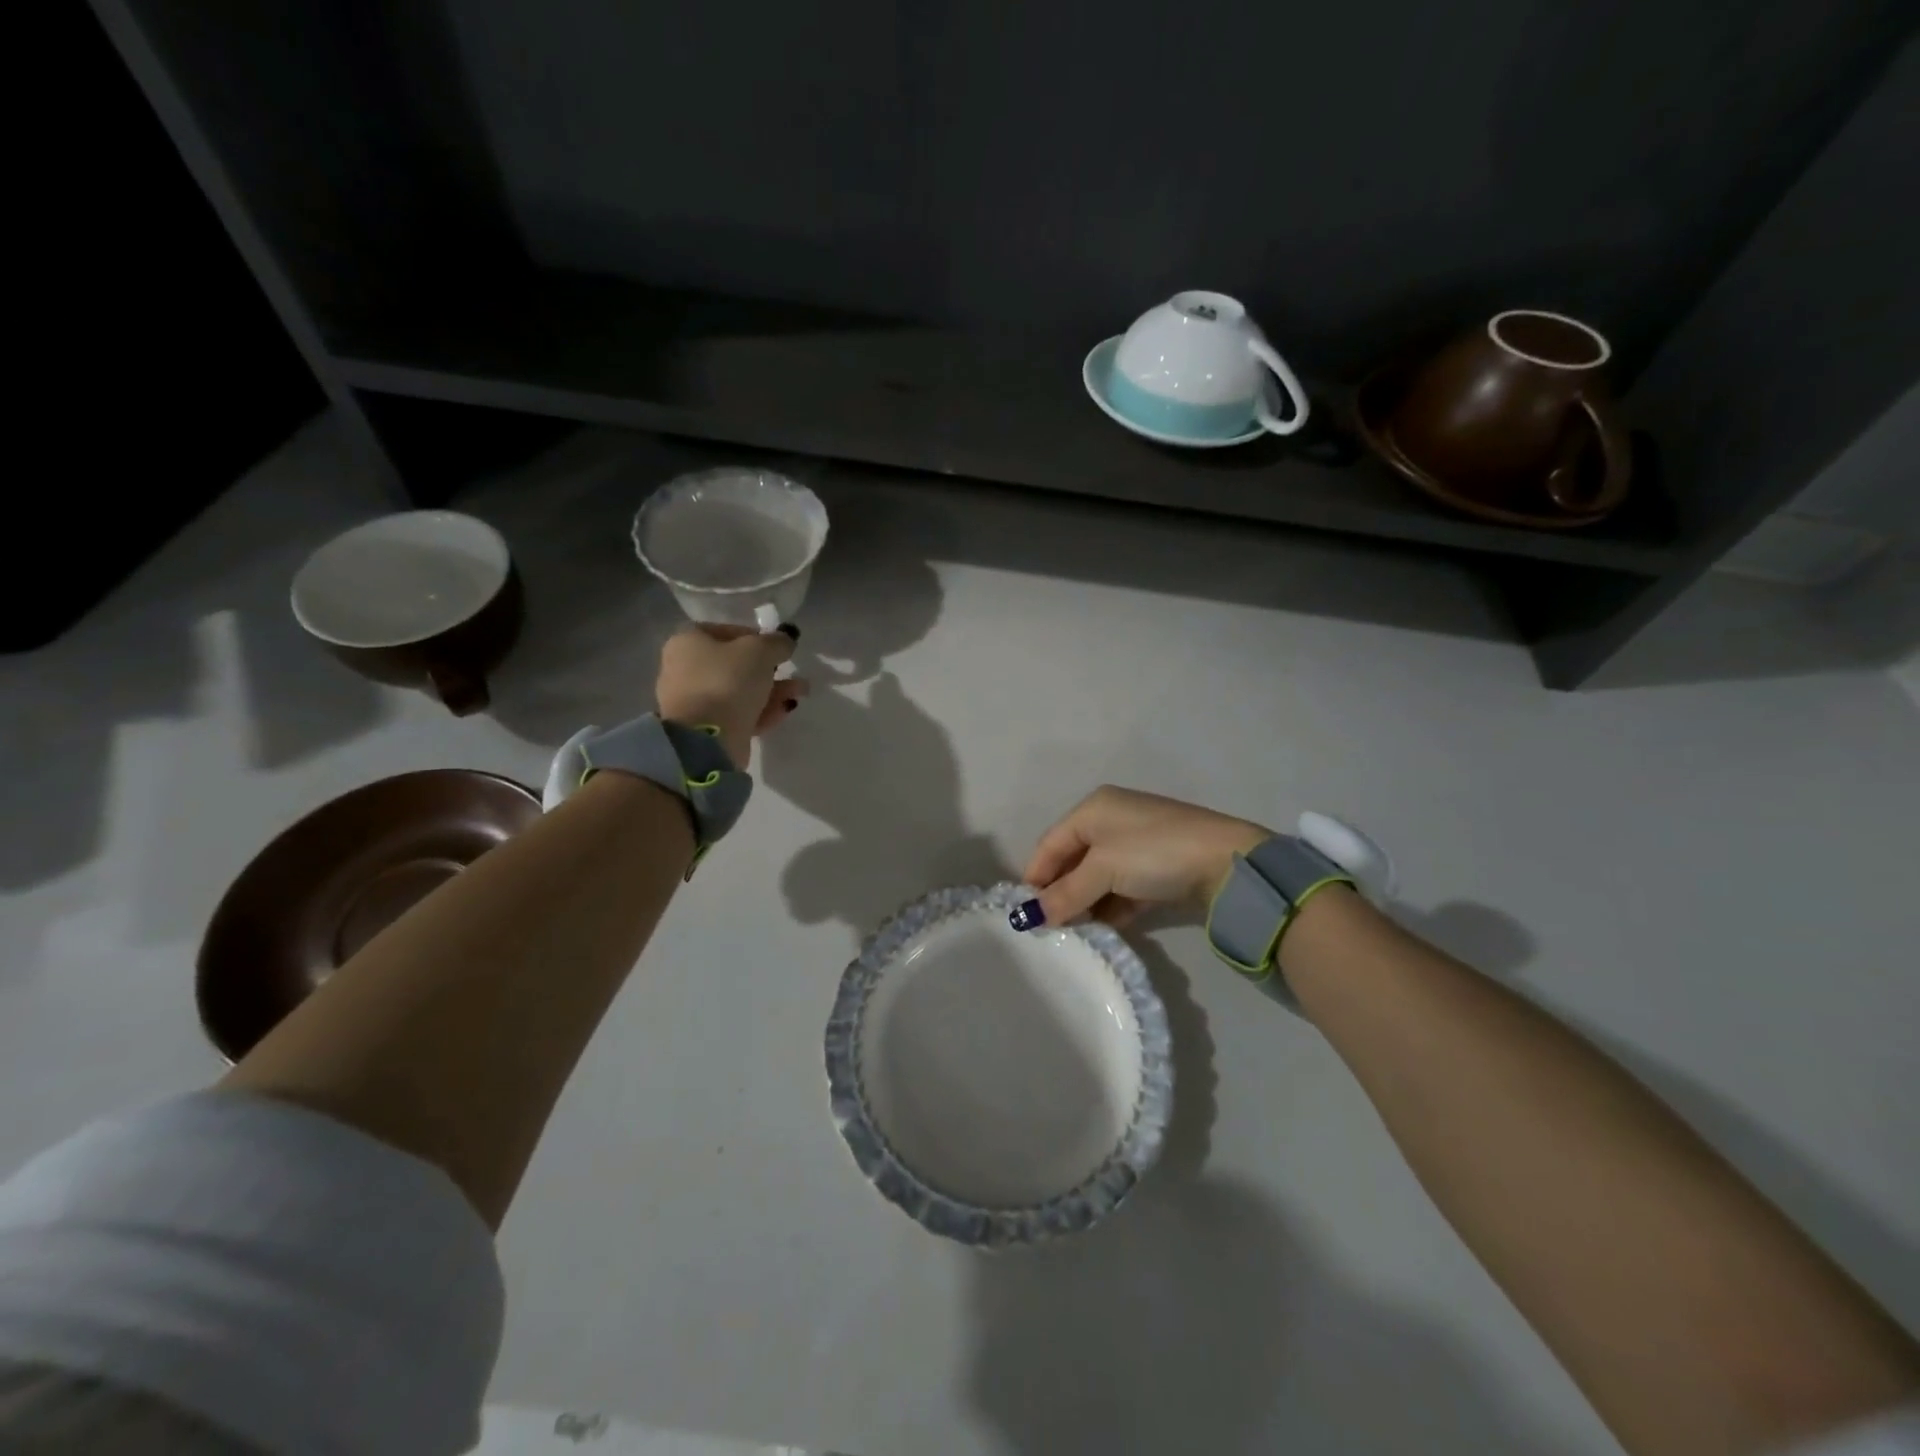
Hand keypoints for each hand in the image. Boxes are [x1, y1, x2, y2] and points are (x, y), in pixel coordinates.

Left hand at [655, 625, 808, 769]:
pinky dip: (763, 710)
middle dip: (770, 668)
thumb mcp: (760, 651)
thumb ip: (777, 642)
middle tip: (793, 671)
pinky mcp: (708, 728)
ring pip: (740, 690)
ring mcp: (695, 701)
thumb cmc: (727, 681)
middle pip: (735, 663)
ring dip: (773, 690)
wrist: (706, 739)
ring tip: (800, 692)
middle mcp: (686, 668)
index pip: (727, 631)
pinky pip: (739, 713)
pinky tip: (785, 710)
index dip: (757, 637)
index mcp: (688, 640)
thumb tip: (786, 640)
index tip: (779, 647)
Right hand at [1021, 786, 1269, 927]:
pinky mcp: (1157, 867)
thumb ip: (1066, 894)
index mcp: (1093, 809)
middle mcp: (1112, 820)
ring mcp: (1137, 844)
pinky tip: (1103, 929)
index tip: (1025, 913)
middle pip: (1072, 860)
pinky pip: (1122, 888)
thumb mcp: (1104, 871)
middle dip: (1060, 893)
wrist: (1228, 862)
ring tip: (1075, 932)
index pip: (1050, 843)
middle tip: (1050, 926)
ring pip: (1098, 877)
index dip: (1036, 877)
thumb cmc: (1154, 853)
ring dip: (1085, 903)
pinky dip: (1110, 906)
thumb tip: (1028, 918)